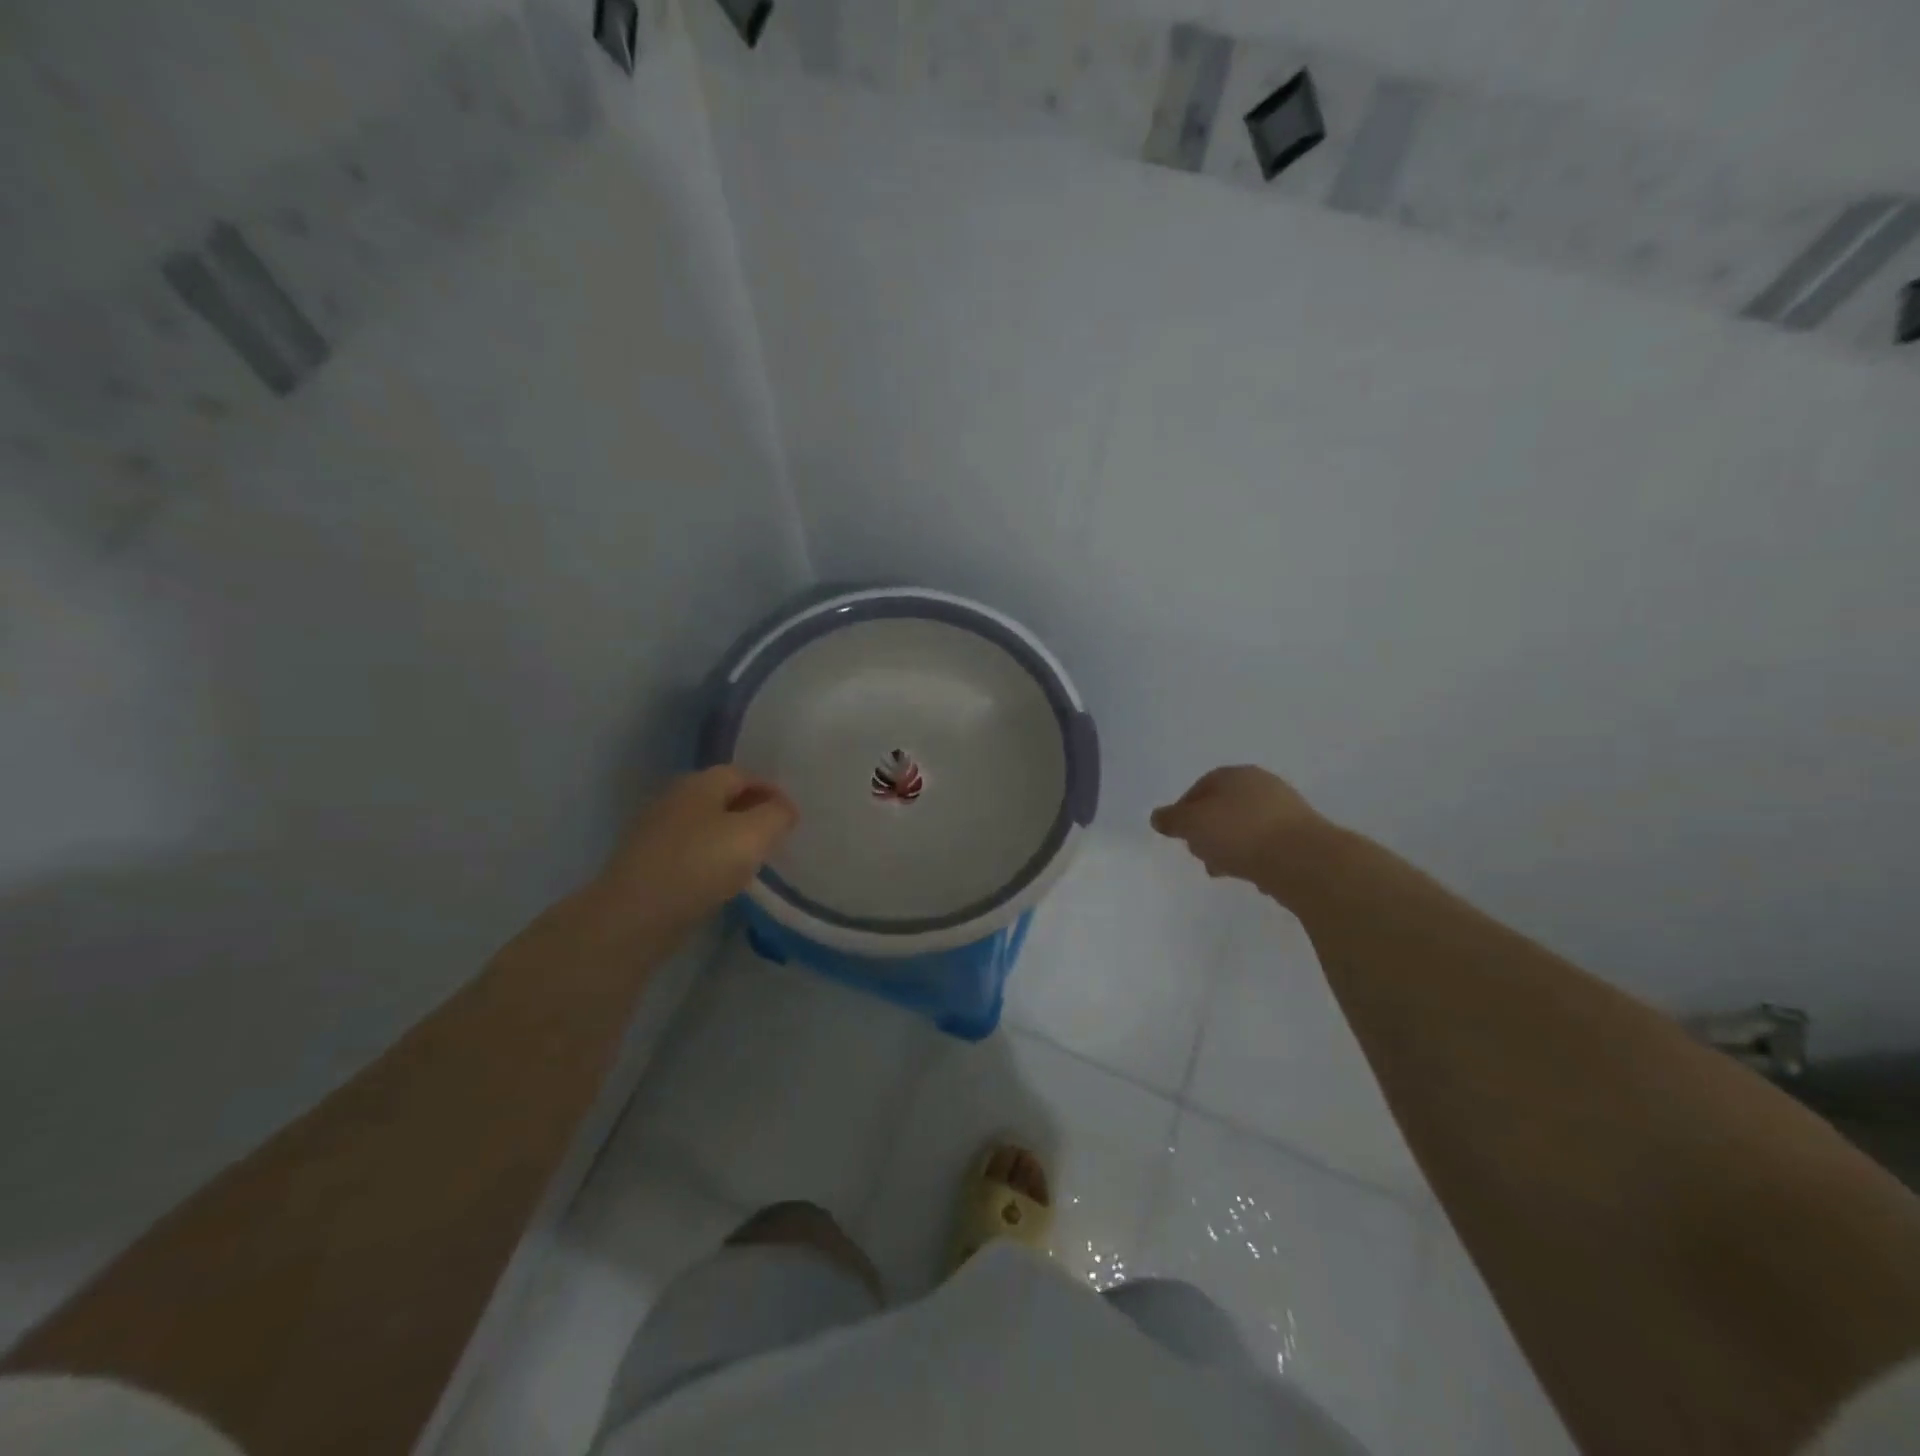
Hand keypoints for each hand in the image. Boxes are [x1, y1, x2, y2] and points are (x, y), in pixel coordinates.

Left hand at [595, 767, 797, 933]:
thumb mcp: (754, 835)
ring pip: (704, 825)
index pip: (744, 774)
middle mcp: (674, 797)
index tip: (791, 818)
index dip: (772, 792)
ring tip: (750, 862)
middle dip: (750, 812)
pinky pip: (688, 851)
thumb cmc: (700, 865)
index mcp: (700, 783)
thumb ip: (777, 816)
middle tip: (773, 838)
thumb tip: (783, 809)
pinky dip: (708, 858)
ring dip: (729, 837)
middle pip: (722, 797)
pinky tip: (719, 880)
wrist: (634, 915)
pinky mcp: (645, 862)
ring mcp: (655, 830)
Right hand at [1151, 766, 1324, 884]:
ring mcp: (1286, 810)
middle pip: (1224, 808)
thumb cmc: (1240, 833)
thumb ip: (1172, 820)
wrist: (1303, 860)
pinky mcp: (1303, 836)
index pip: (1201, 787)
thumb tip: (1158, 817)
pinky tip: (1253, 876)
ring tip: (1223, 871)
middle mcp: (1262, 785)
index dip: (1184, 811)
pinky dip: (1256, 857)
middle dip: (1207, 832)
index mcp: (1235, 774)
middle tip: (1199, 854)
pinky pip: (1268, 845)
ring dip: (1230, 847)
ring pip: (1245, 828)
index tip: (1178, 835)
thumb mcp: (1193, 824)